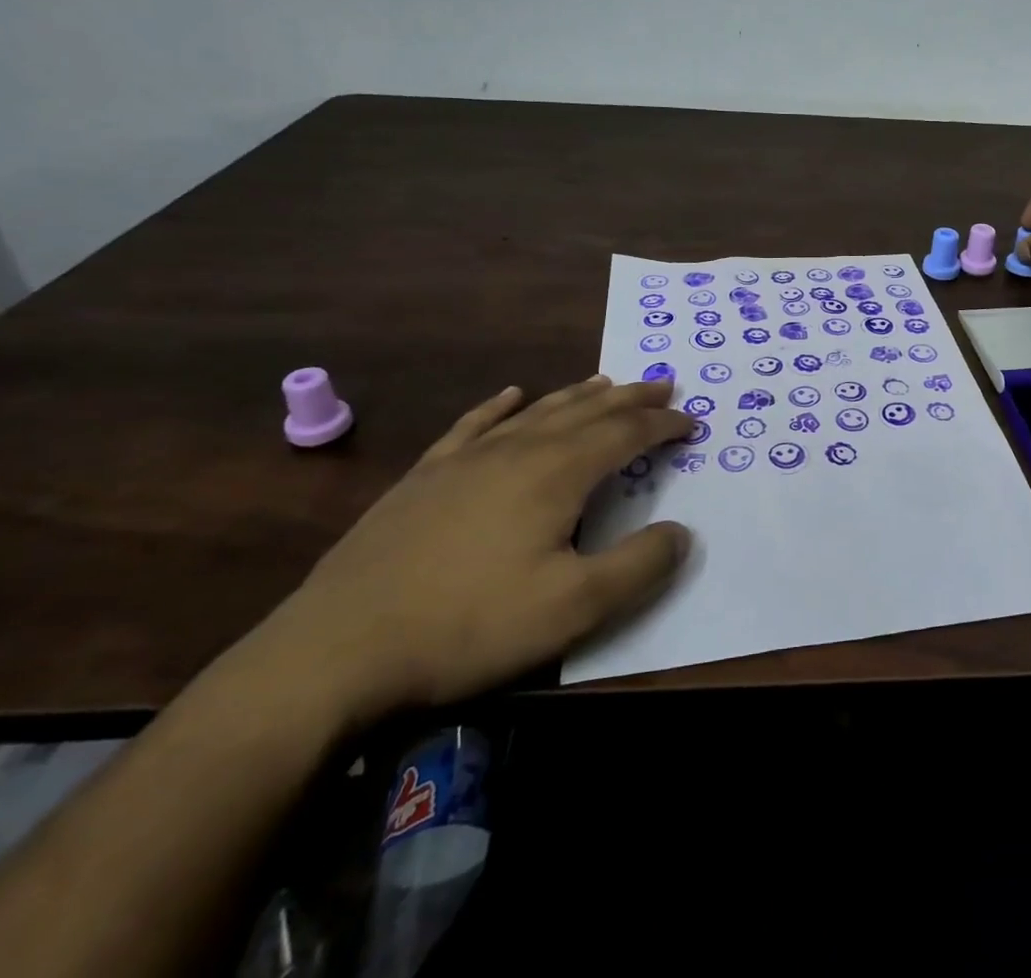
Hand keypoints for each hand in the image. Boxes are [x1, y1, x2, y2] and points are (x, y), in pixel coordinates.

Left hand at [247, 377, 692, 727]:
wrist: (338, 648)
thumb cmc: (468, 626)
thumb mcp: (572, 608)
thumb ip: (638, 566)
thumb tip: (682, 531)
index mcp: (556, 473)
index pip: (625, 435)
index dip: (663, 426)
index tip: (692, 423)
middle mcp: (517, 450)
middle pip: (587, 412)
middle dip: (630, 398)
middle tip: (662, 385)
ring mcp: (466, 459)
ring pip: (537, 411)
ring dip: (579, 395)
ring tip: (607, 382)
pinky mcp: (426, 477)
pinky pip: (475, 425)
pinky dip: (501, 406)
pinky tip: (511, 395)